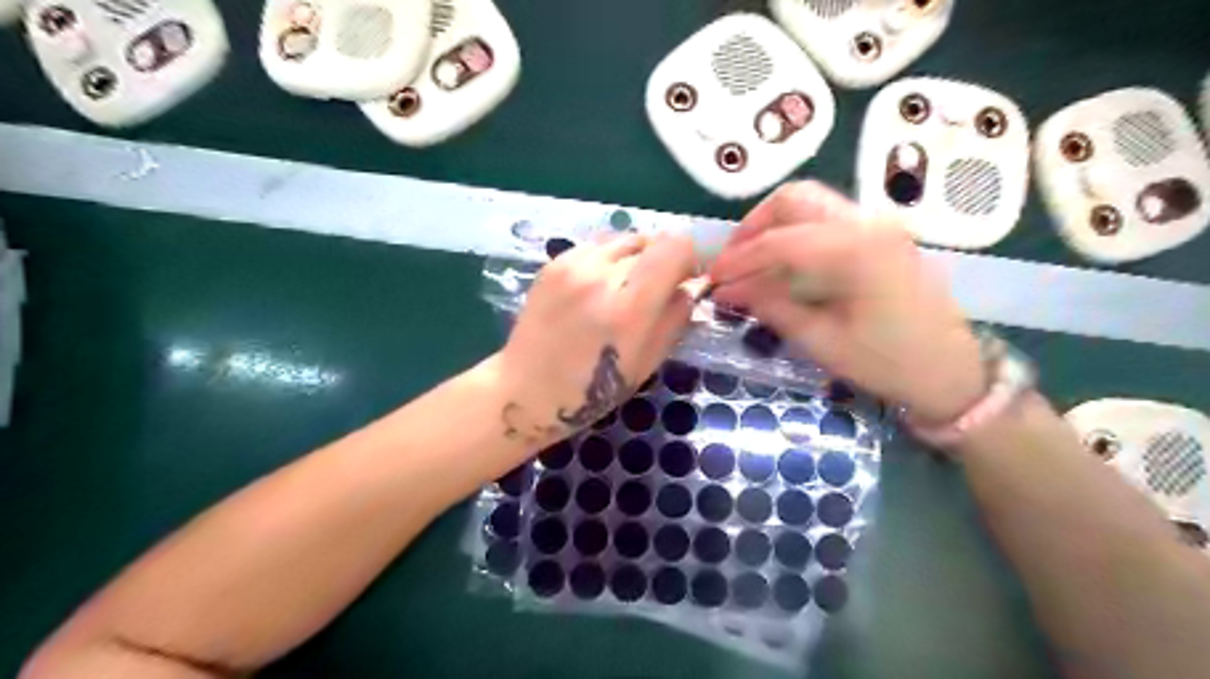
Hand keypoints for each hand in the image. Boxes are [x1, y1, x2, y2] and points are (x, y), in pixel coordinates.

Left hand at [497, 234, 695, 451]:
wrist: (527, 389)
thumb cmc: (592, 390)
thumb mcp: (647, 363)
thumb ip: (675, 318)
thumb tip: (692, 285)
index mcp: (628, 309)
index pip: (675, 247)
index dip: (690, 257)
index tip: (689, 277)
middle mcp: (600, 276)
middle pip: (652, 241)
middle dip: (665, 260)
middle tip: (659, 288)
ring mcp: (572, 265)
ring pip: (625, 238)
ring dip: (638, 256)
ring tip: (629, 286)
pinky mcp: (554, 263)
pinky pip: (597, 246)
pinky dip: (610, 259)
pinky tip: (601, 286)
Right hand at [712, 181, 987, 423]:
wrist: (952, 372)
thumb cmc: (888, 363)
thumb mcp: (822, 341)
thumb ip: (772, 307)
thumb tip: (727, 290)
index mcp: (856, 248)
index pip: (780, 241)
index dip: (739, 259)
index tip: (712, 278)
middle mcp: (868, 222)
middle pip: (794, 199)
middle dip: (753, 227)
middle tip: (730, 263)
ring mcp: (877, 224)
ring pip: (809, 205)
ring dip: (771, 227)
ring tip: (748, 263)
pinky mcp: (879, 235)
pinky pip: (824, 221)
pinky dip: (793, 235)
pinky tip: (778, 265)